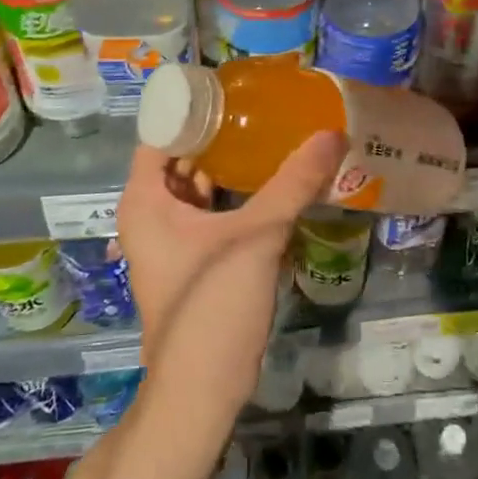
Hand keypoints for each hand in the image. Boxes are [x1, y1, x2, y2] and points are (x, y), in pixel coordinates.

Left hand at [115, 132, 345, 411]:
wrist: (200, 390)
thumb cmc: (213, 304)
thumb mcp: (257, 236)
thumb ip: (294, 183)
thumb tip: (332, 133)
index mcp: (145, 199)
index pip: (162, 132)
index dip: (194, 108)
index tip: (234, 88)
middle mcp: (149, 213)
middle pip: (181, 156)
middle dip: (218, 134)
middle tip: (262, 107)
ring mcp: (169, 239)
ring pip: (197, 186)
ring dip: (229, 166)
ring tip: (270, 135)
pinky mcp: (191, 259)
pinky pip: (209, 212)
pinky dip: (233, 196)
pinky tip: (270, 183)